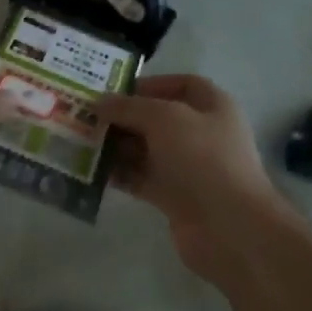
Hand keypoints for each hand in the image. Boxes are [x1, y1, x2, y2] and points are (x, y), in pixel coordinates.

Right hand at [95, 74, 295, 281]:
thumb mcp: (165, 118)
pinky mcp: (174, 197)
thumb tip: (100, 102)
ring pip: (146, 150)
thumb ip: (130, 107)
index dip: (150, 84)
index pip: (182, 85)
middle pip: (157, 118)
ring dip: (117, 146)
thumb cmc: (203, 159)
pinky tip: (92, 171)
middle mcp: (201, 134)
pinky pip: (141, 178)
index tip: (115, 91)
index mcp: (212, 107)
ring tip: (82, 142)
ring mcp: (188, 168)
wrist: (228, 226)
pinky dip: (120, 174)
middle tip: (87, 117)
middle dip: (124, 117)